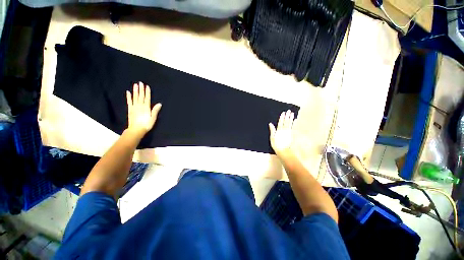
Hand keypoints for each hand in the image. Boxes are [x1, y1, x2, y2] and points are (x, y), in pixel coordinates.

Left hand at [126, 82, 161, 136]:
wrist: (136, 130)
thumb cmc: (146, 124)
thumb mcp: (153, 118)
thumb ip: (155, 110)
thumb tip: (159, 104)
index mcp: (146, 108)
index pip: (147, 98)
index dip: (147, 92)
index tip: (147, 86)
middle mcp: (140, 106)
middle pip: (141, 96)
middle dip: (141, 89)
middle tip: (140, 83)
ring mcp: (134, 107)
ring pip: (135, 97)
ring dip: (135, 91)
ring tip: (135, 85)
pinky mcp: (130, 109)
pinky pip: (129, 102)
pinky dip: (128, 97)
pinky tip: (128, 92)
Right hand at [269, 110, 294, 156]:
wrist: (283, 150)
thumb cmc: (276, 145)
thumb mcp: (272, 138)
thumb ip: (272, 130)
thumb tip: (270, 124)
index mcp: (279, 130)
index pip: (280, 122)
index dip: (282, 117)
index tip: (283, 112)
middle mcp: (284, 130)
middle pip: (286, 121)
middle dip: (287, 116)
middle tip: (289, 111)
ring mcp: (289, 132)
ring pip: (290, 123)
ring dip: (291, 118)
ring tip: (292, 113)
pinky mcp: (292, 134)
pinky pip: (293, 127)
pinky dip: (294, 123)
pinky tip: (295, 120)